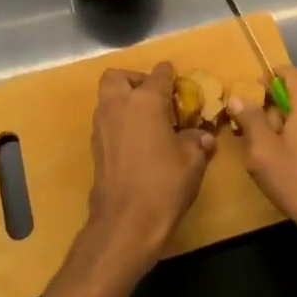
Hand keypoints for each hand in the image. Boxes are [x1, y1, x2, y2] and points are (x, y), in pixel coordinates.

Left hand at [85, 62, 214, 272]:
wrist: (126, 222)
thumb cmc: (164, 184)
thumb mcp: (192, 161)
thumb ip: (196, 141)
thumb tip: (202, 136)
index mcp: (145, 101)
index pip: (158, 75)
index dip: (169, 74)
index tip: (177, 80)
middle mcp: (118, 106)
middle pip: (118, 77)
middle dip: (134, 79)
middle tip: (154, 96)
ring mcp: (102, 126)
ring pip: (108, 98)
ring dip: (124, 101)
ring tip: (148, 120)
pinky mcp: (95, 147)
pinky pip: (106, 121)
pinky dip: (119, 122)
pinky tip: (137, 141)